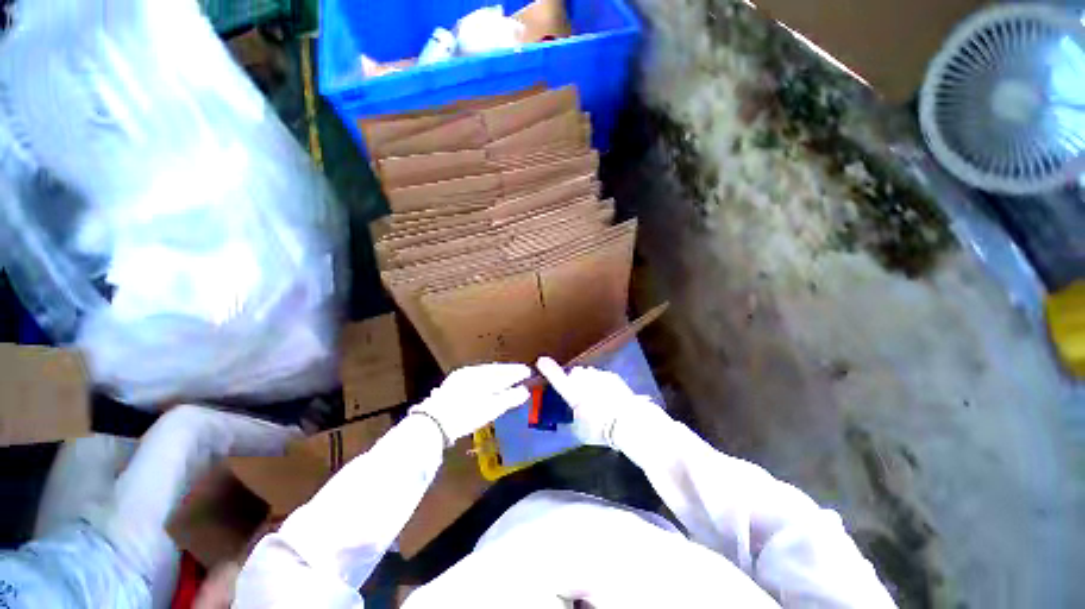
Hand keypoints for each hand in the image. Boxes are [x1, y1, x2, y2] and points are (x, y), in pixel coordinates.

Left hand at [410, 363, 530, 446]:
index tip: (529, 372)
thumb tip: (526, 390)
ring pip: (484, 374)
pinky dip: (486, 381)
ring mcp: (459, 378)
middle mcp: (470, 371)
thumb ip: (510, 397)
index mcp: (481, 374)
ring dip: (497, 376)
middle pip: (494, 370)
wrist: (433, 423)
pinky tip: (488, 387)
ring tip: (508, 380)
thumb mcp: (492, 407)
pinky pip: (475, 379)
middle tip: (521, 373)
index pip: (504, 371)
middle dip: (508, 372)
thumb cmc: (466, 414)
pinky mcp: (451, 387)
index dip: (517, 372)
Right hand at [536, 356, 654, 447]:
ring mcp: (598, 375)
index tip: (541, 360)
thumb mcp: (580, 429)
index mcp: (572, 391)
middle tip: (581, 396)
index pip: (556, 377)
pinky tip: (609, 397)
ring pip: (589, 375)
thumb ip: (573, 418)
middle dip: (575, 380)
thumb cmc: (599, 428)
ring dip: (589, 382)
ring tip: (597, 399)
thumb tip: (574, 414)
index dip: (548, 369)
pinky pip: (601, 377)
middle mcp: (584, 379)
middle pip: (575, 374)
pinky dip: (602, 384)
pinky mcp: (612, 376)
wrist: (628, 421)